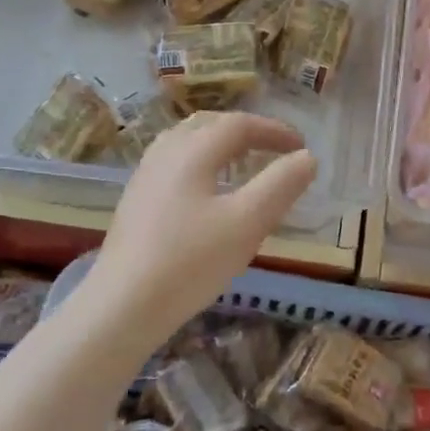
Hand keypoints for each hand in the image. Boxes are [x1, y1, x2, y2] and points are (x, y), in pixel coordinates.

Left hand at [86, 112, 317, 333]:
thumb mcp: (248, 222)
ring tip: (243, 163)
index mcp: (193, 151)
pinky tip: (207, 192)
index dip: (274, 130)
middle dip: (246, 131)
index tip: (301, 147)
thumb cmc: (191, 261)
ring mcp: (145, 177)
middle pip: (209, 124)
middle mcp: (165, 154)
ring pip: (187, 142)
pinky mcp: (135, 202)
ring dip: (220, 144)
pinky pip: (174, 164)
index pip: (239, 124)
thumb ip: (281, 185)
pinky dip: (201, 162)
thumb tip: (307, 157)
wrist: (122, 306)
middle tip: (274, 148)